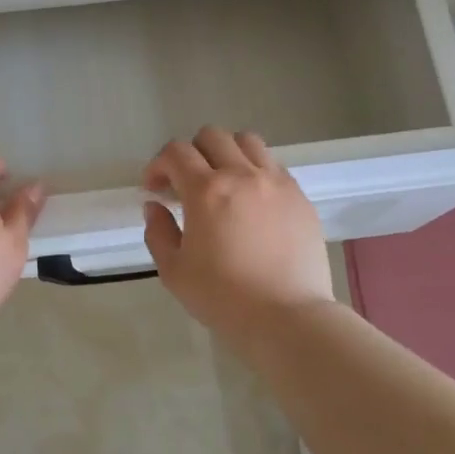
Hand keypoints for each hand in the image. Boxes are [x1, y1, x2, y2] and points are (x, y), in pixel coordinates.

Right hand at [142, 127, 333, 334]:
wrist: (287, 317)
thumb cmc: (223, 298)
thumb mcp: (174, 271)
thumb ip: (158, 232)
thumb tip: (155, 207)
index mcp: (207, 190)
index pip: (176, 153)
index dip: (158, 165)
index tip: (154, 189)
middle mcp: (243, 175)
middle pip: (212, 136)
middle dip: (191, 154)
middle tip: (186, 184)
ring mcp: (276, 182)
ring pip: (247, 142)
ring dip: (227, 154)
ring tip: (223, 183)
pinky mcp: (300, 197)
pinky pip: (274, 166)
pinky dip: (255, 171)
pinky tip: (252, 201)